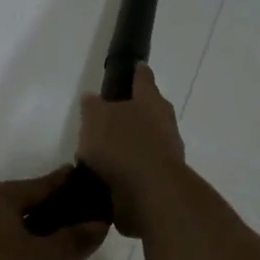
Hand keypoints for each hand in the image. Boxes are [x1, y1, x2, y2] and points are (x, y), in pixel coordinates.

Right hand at [77, 65, 186, 238]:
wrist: (151, 193)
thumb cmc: (123, 145)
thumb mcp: (96, 118)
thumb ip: (93, 107)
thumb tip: (92, 98)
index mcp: (150, 101)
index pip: (143, 79)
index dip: (138, 72)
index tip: (137, 66)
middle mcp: (164, 123)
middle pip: (150, 111)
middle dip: (134, 112)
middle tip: (111, 115)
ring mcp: (167, 152)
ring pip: (147, 140)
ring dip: (130, 144)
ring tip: (103, 152)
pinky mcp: (162, 179)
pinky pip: (142, 167)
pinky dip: (129, 169)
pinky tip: (110, 176)